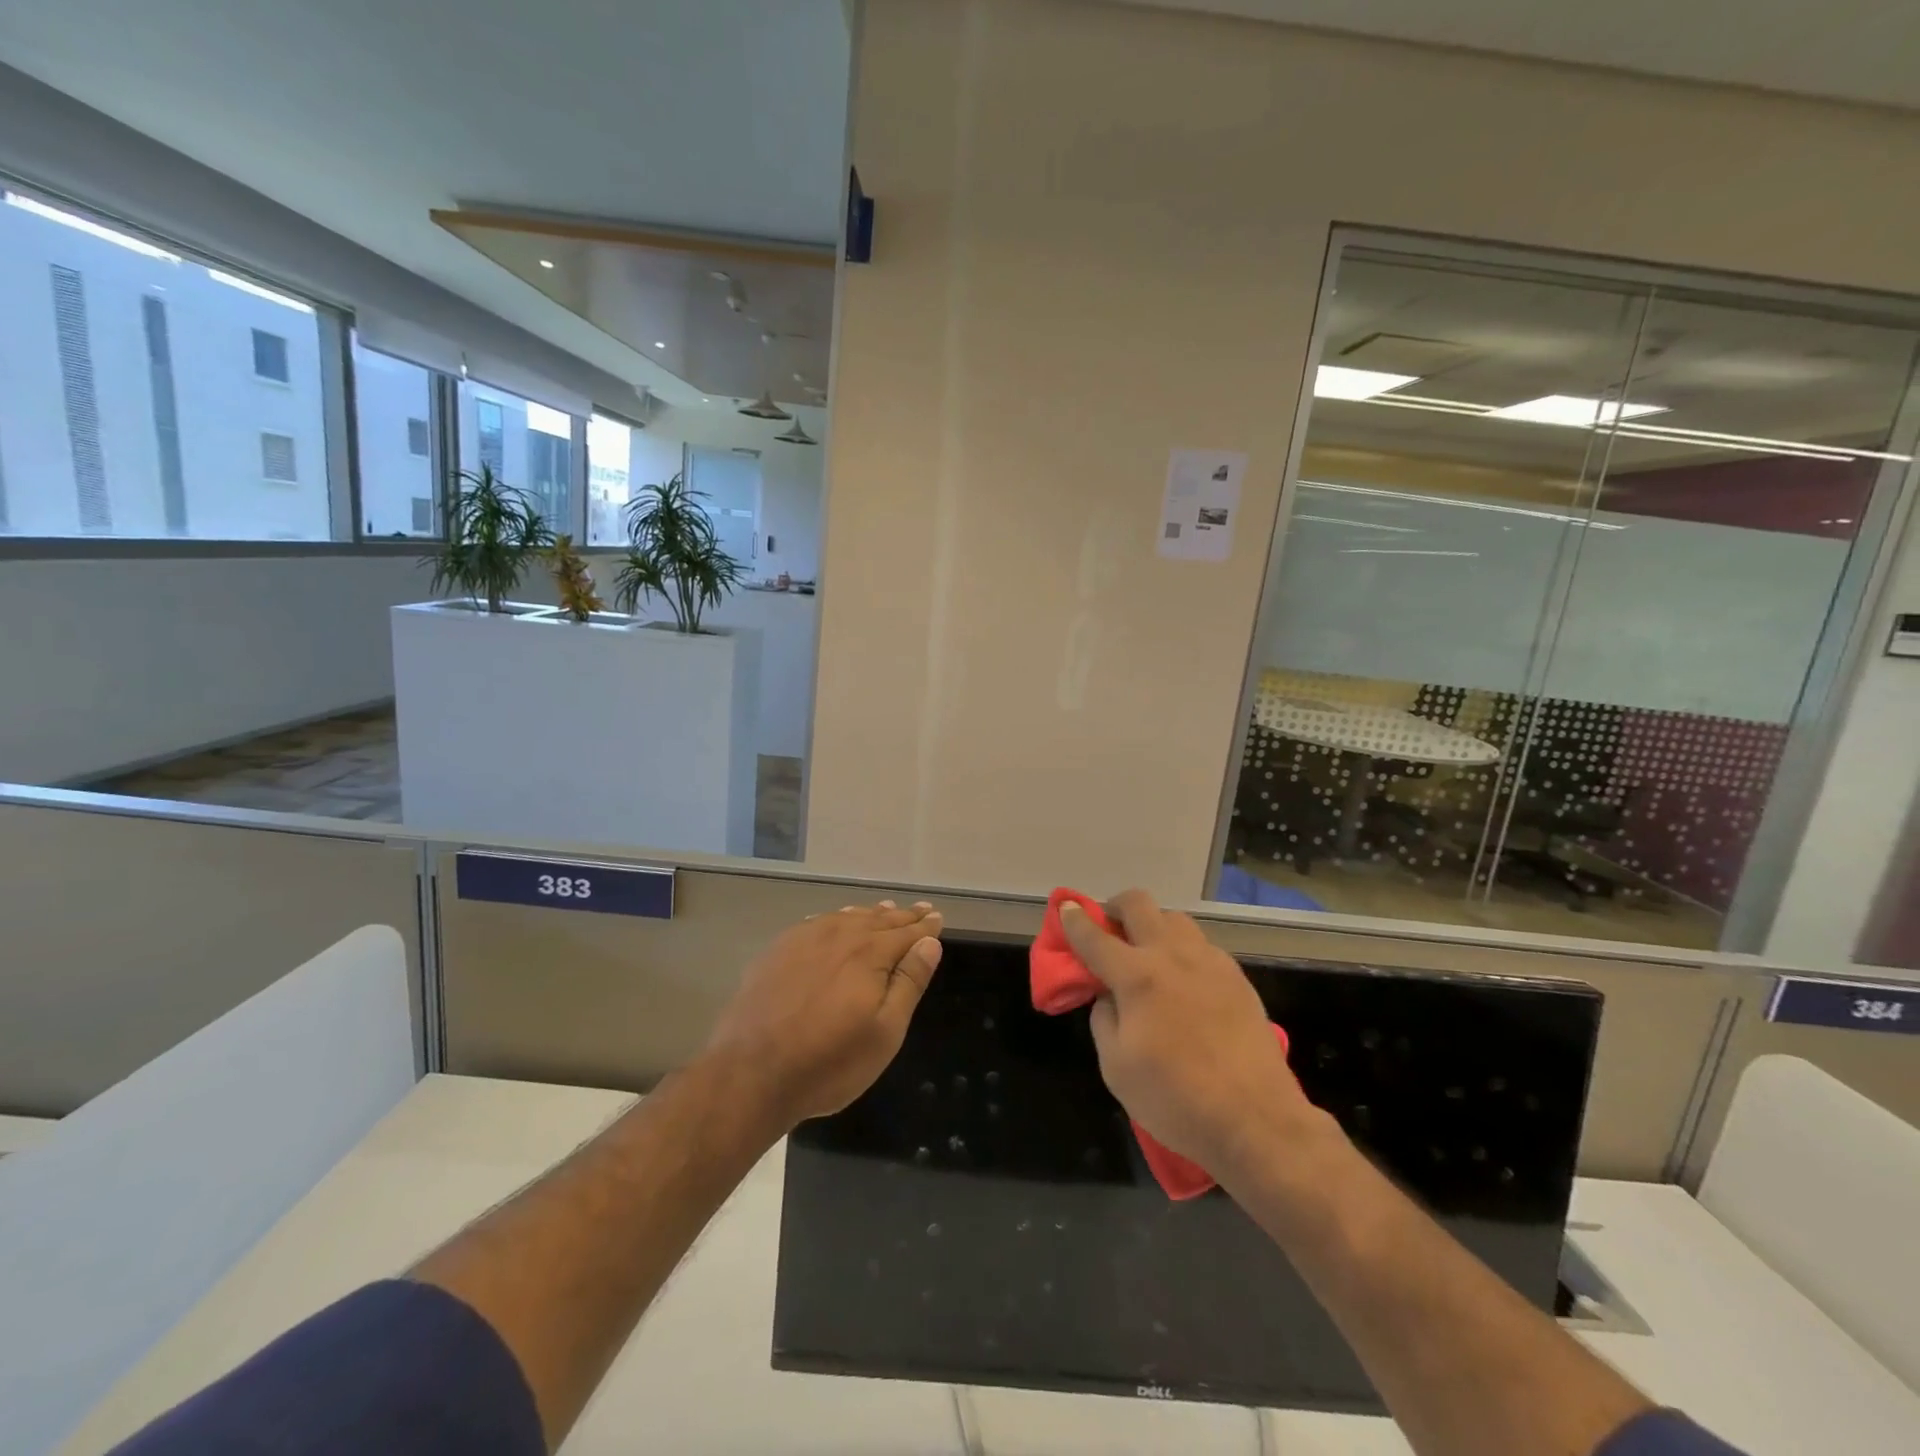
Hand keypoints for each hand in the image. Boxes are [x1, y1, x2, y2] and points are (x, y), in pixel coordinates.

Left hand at [705, 900, 943, 1129]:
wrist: (750, 1073)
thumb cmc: (829, 1061)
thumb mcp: (885, 1032)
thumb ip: (909, 982)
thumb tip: (929, 943)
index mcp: (870, 953)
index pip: (907, 933)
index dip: (925, 927)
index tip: (936, 917)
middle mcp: (839, 935)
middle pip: (878, 920)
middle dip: (902, 916)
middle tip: (920, 909)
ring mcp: (804, 940)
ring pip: (847, 917)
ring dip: (869, 914)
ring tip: (884, 910)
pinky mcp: (778, 951)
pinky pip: (816, 923)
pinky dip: (836, 918)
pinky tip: (836, 921)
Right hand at [1061, 890, 1315, 1178]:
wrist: (1256, 1121)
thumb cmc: (1175, 1099)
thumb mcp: (1116, 1067)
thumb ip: (1104, 1019)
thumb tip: (1108, 995)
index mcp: (1138, 977)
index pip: (1094, 936)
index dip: (1074, 919)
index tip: (1066, 908)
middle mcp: (1173, 956)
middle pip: (1138, 904)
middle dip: (1115, 907)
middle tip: (1107, 929)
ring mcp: (1210, 962)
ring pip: (1174, 919)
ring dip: (1152, 926)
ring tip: (1147, 956)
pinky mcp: (1237, 977)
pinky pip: (1201, 946)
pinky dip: (1182, 950)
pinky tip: (1183, 982)